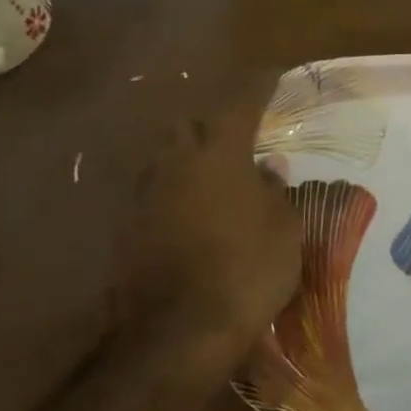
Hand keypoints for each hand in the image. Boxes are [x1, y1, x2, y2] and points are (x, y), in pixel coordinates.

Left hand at [114, 92, 300, 358]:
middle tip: (236, 138)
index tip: (273, 76)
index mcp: (218, 155)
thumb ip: (275, 190)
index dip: (259, 88)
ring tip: (214, 177)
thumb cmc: (247, 270)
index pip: (241, 105)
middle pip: (187, 125)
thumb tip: (268, 168)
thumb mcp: (284, 229)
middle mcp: (175, 165)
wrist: (178, 334)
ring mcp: (144, 198)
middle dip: (210, 124)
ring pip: (164, 160)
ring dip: (188, 160)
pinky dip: (173, 196)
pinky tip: (192, 216)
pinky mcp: (127, 232)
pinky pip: (153, 197)